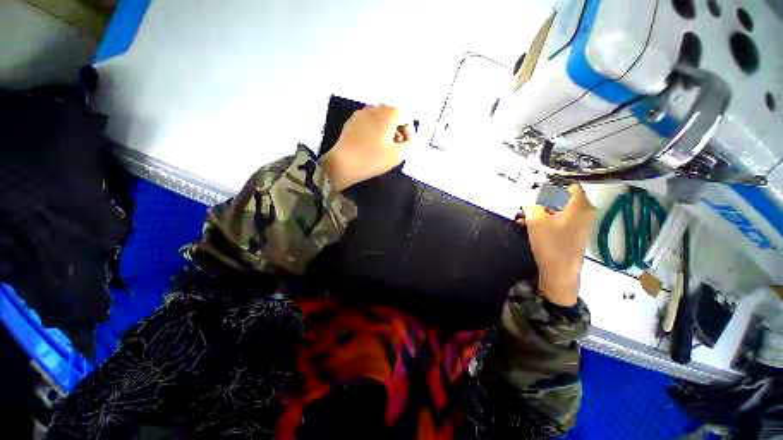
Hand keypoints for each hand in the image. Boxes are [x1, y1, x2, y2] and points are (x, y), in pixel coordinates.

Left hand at [319, 104, 412, 190]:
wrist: (343, 164)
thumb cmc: (373, 159)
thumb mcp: (397, 155)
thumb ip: (409, 145)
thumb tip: (409, 139)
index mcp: (388, 114)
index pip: (406, 117)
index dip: (409, 132)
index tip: (405, 146)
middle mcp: (375, 108)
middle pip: (392, 115)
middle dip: (397, 130)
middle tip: (396, 147)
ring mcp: (361, 114)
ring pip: (380, 118)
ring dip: (386, 130)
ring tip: (384, 147)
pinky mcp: (351, 122)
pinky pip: (368, 122)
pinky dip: (374, 130)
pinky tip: (371, 145)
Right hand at [518, 185, 594, 305]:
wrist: (560, 272)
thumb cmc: (551, 244)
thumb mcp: (536, 220)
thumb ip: (531, 205)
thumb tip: (530, 201)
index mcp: (580, 206)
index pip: (568, 186)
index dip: (550, 189)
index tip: (535, 197)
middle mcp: (585, 213)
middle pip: (562, 199)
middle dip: (541, 203)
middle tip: (526, 210)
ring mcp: (581, 225)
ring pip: (558, 211)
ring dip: (541, 213)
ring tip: (524, 219)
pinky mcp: (574, 234)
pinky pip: (559, 221)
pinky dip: (546, 221)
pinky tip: (530, 227)